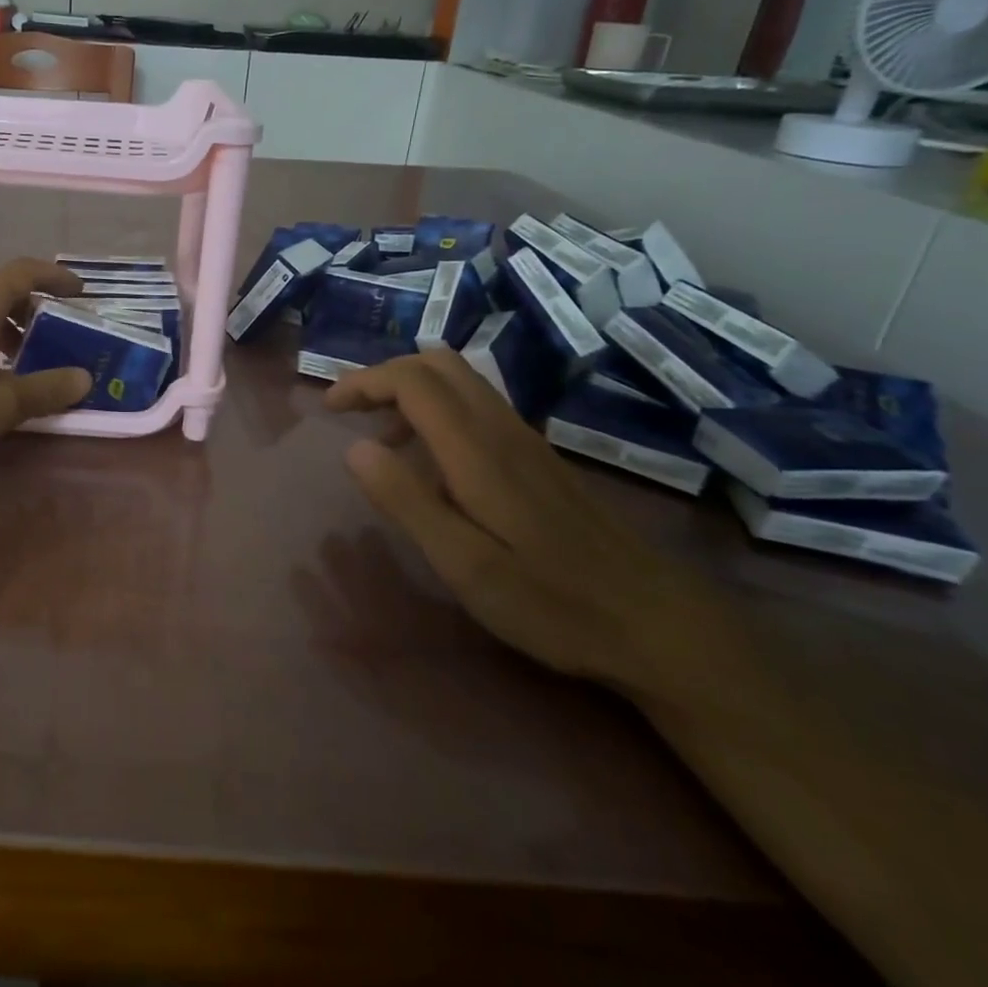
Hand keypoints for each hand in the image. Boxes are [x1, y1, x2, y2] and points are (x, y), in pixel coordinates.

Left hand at [0, 258, 91, 466]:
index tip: (80, 292)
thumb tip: (84, 379)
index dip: (56, 278)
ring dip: (6, 322)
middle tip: (55, 329)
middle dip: (32, 304)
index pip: (26, 271)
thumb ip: (46, 389)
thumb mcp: (2, 403)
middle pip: (1, 286)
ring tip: (25, 355)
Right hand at [325, 351, 728, 698]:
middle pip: (437, 363)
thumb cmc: (551, 601)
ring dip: (411, 390)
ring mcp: (525, 439)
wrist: (658, 622)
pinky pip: (477, 404)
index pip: (412, 380)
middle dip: (385, 375)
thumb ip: (406, 501)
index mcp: (476, 450)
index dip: (364, 382)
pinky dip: (438, 409)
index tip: (329, 409)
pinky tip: (433, 460)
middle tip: (352, 412)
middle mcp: (501, 428)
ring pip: (460, 380)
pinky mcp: (539, 456)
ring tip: (383, 438)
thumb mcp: (465, 564)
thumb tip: (354, 448)